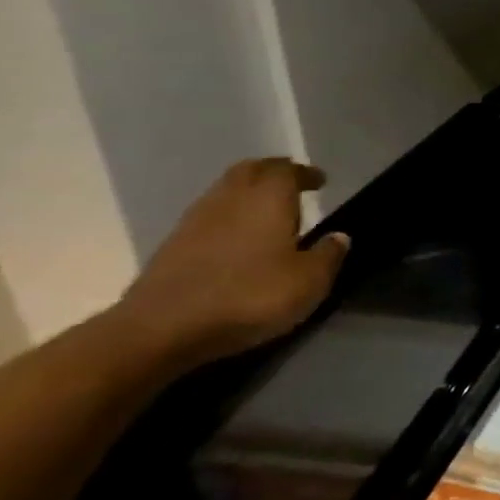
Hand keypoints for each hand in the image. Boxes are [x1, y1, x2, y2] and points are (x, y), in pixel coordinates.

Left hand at [115, 159, 348, 369]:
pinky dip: (227, 218)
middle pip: (250, 171)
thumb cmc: (248, 296)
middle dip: (272, 173)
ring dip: (246, 194)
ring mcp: (195, 221)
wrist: (160, 330)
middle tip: (291, 185)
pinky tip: (237, 239)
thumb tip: (339, 237)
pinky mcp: (172, 246)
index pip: (287, 170)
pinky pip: (208, 217)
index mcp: (267, 198)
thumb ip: (328, 255)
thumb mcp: (308, 282)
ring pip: (225, 192)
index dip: (304, 173)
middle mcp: (230, 199)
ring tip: (266, 212)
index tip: (319, 181)